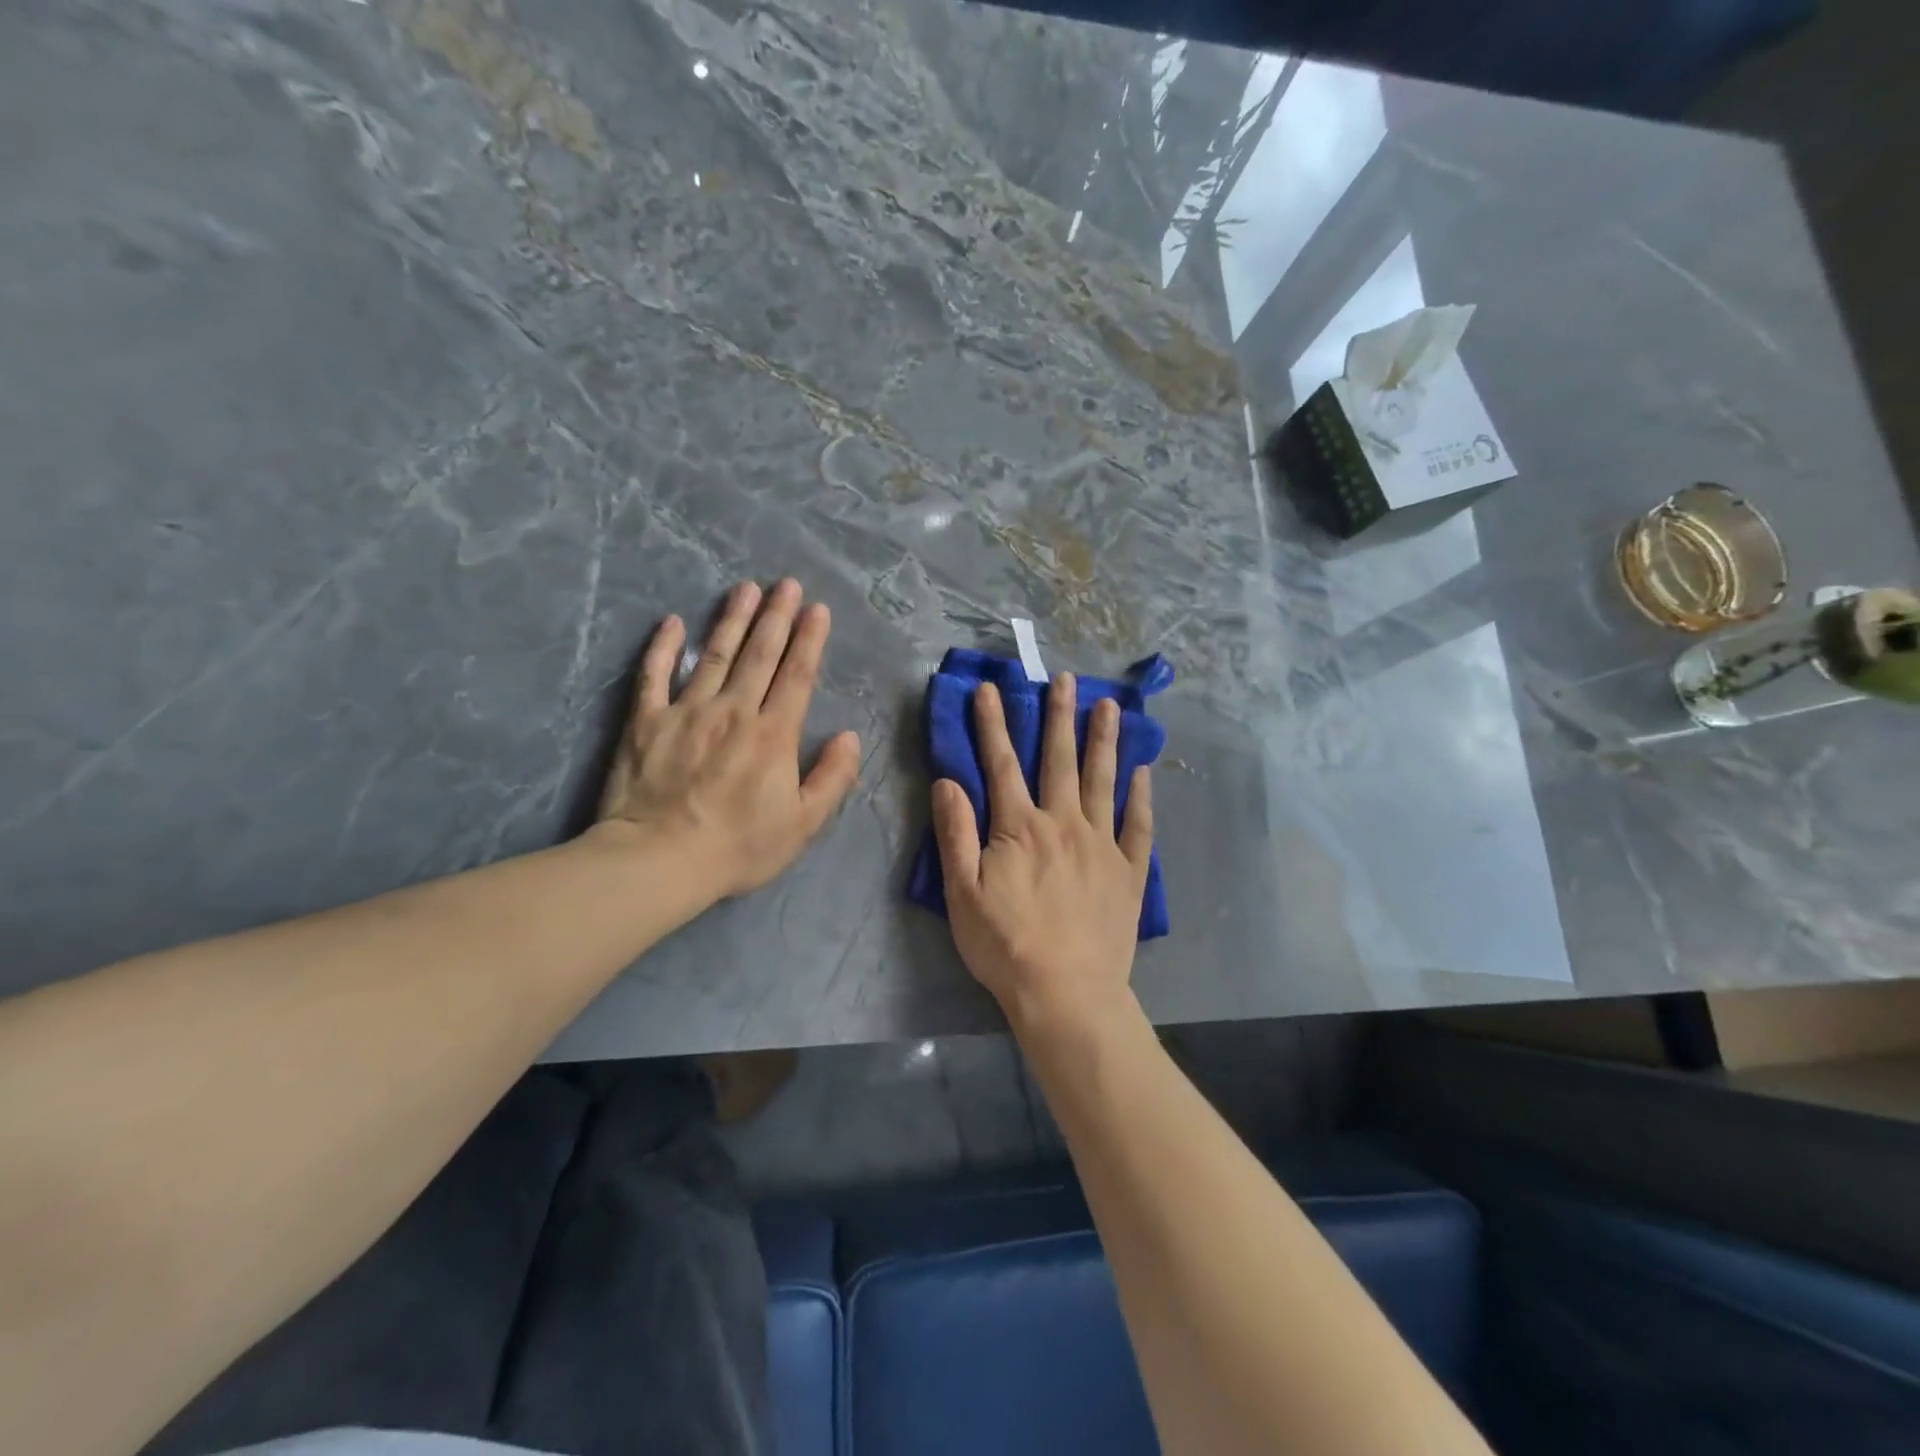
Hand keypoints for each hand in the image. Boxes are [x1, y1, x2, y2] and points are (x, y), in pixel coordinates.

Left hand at [597, 579, 861, 900]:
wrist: (659, 860)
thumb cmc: (738, 847)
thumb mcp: (803, 824)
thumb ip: (832, 777)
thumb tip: (849, 736)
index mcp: (773, 734)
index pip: (796, 676)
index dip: (809, 640)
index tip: (816, 609)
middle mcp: (733, 711)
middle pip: (759, 654)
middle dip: (776, 616)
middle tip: (785, 584)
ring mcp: (686, 711)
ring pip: (714, 655)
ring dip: (732, 620)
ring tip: (745, 589)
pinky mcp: (646, 722)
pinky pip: (654, 675)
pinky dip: (662, 647)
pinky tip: (672, 622)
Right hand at [931, 673, 1152, 1038]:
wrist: (1067, 993)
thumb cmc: (1006, 946)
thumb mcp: (962, 894)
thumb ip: (956, 833)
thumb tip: (948, 781)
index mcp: (1019, 828)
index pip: (1001, 764)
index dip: (992, 724)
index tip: (989, 689)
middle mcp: (1063, 823)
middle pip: (1059, 760)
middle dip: (1058, 717)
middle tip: (1064, 679)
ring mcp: (1101, 845)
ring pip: (1102, 781)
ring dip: (1104, 741)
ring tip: (1110, 706)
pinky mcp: (1128, 871)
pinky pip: (1138, 824)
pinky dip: (1141, 795)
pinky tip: (1143, 771)